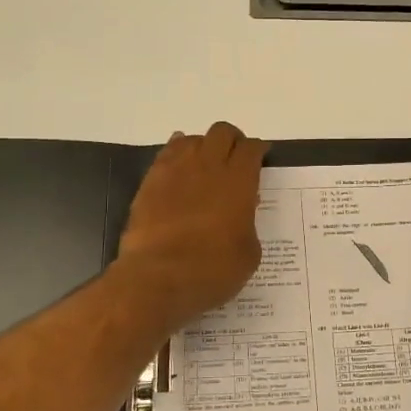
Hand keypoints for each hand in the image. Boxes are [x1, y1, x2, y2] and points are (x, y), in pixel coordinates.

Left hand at [115, 122, 266, 326]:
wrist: (157, 278)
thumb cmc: (211, 270)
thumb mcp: (248, 253)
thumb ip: (248, 223)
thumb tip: (241, 210)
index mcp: (239, 181)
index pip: (252, 149)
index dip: (258, 150)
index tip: (260, 159)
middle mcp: (209, 166)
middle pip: (223, 132)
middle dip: (232, 141)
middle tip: (234, 159)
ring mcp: (176, 170)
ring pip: (193, 139)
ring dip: (203, 146)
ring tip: (205, 165)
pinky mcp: (151, 181)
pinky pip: (167, 153)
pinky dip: (177, 154)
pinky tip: (179, 169)